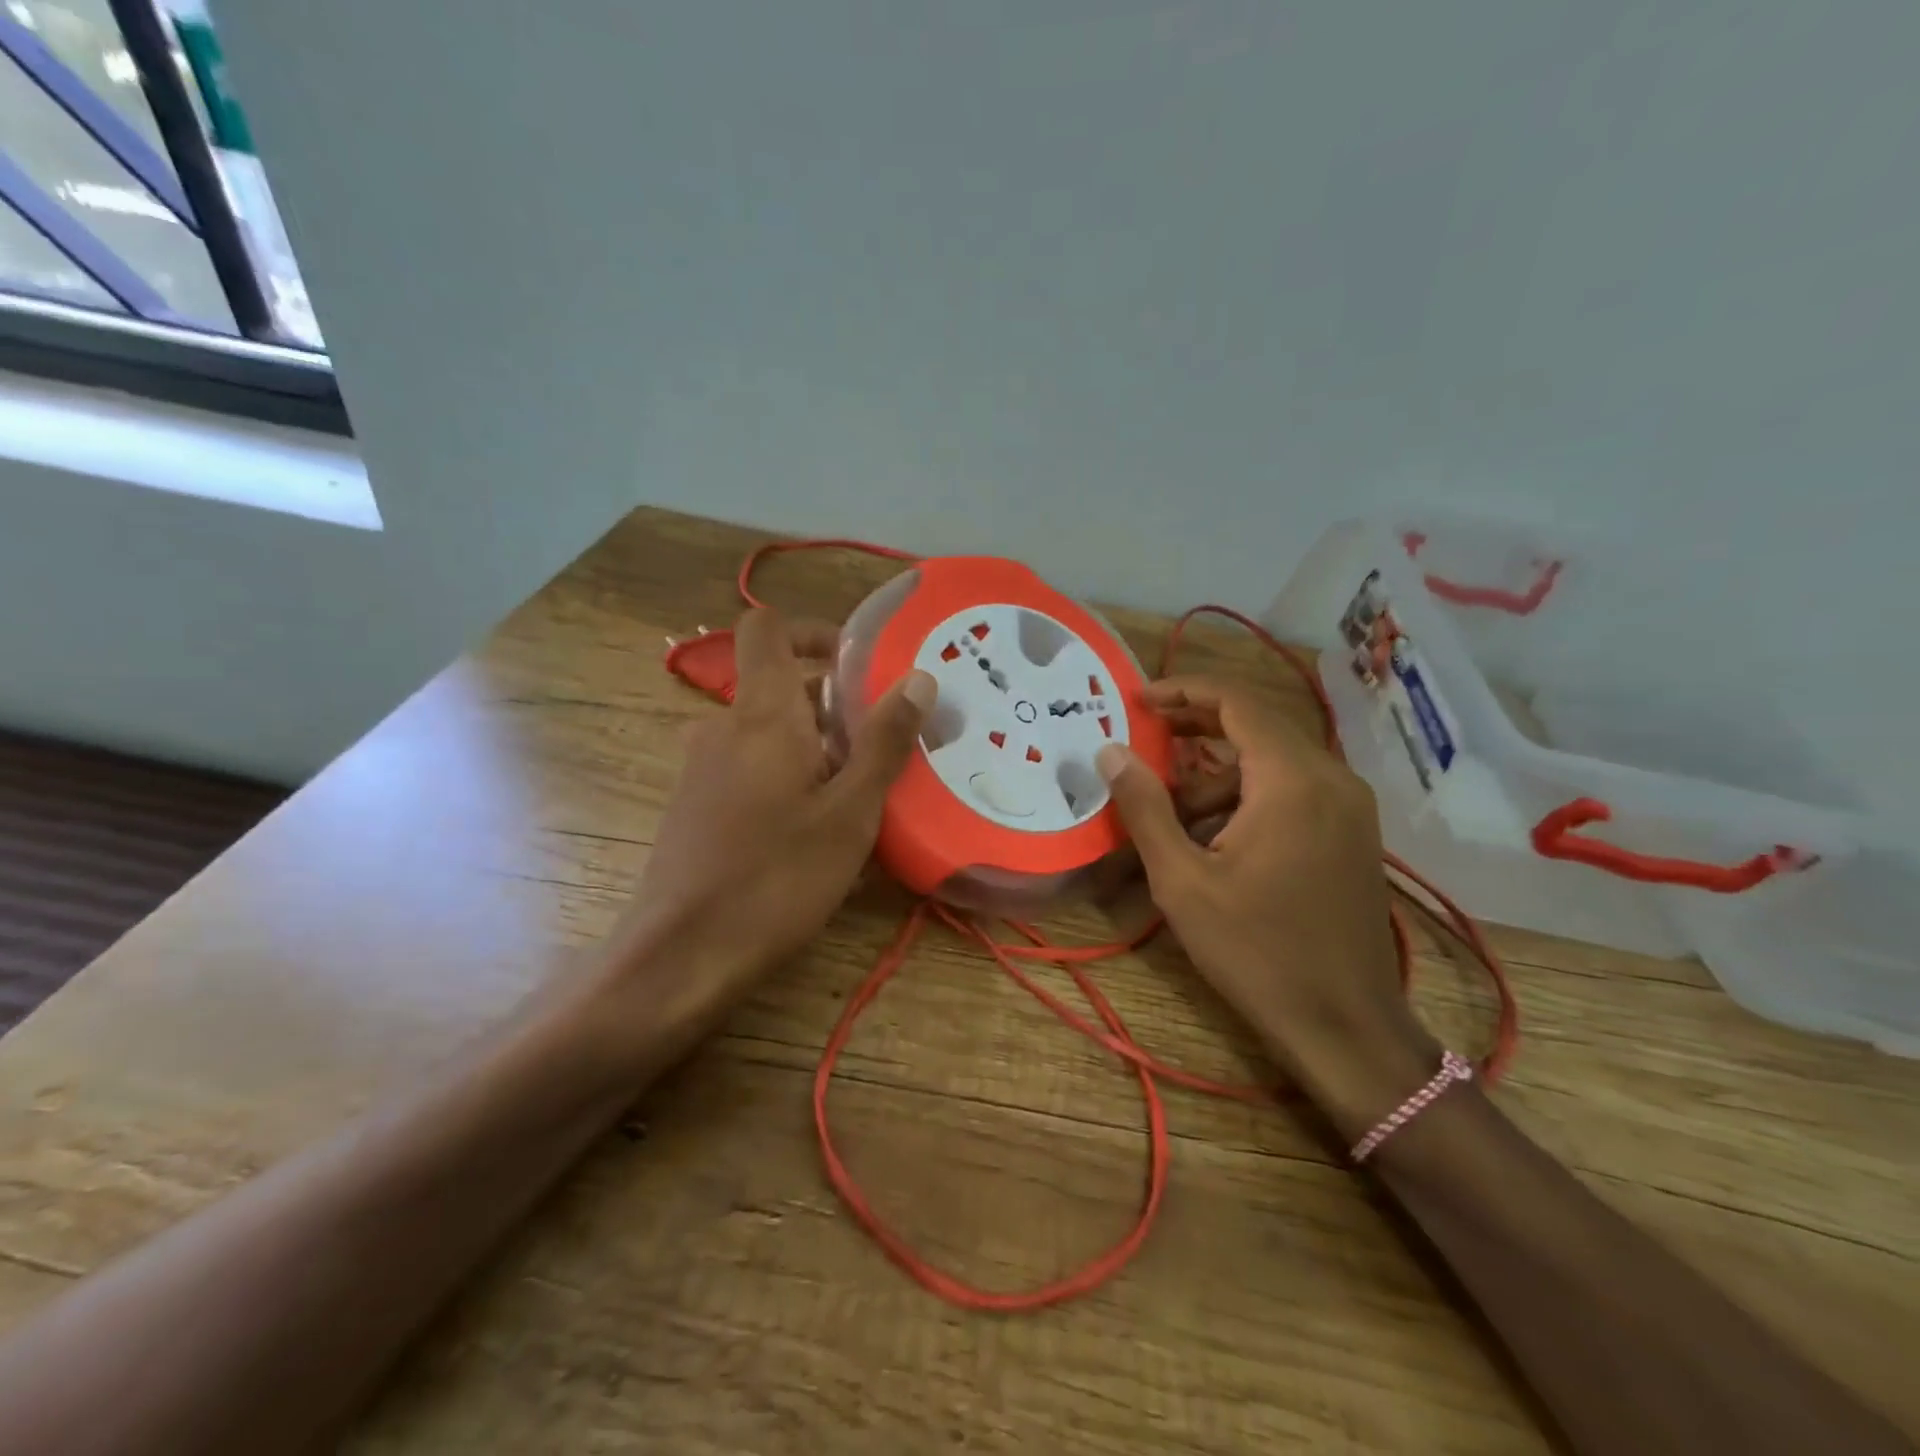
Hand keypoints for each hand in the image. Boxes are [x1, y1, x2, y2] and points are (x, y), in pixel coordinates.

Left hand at [596, 608, 934, 1060]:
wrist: (682, 956)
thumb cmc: (776, 877)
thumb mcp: (850, 811)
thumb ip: (884, 741)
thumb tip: (919, 676)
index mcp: (761, 713)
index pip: (767, 628)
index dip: (812, 630)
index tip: (859, 662)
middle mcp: (723, 727)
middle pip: (779, 685)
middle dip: (835, 703)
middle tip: (886, 742)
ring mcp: (703, 768)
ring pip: (769, 732)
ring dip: (816, 746)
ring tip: (863, 792)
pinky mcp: (697, 805)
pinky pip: (750, 767)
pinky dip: (788, 775)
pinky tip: (818, 829)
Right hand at [1096, 677, 1438, 1137]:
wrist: (1345, 1025)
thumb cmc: (1256, 951)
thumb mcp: (1183, 880)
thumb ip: (1144, 808)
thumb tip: (1110, 752)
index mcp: (1293, 780)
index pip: (1237, 702)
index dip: (1183, 691)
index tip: (1137, 700)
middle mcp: (1331, 778)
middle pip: (1257, 725)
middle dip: (1196, 727)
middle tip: (1144, 736)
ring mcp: (1349, 806)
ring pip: (1272, 762)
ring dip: (1218, 774)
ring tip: (1169, 812)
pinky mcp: (1351, 833)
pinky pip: (1292, 791)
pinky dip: (1247, 797)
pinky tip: (1213, 838)